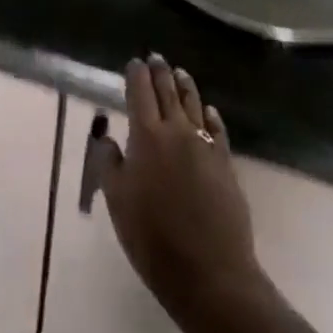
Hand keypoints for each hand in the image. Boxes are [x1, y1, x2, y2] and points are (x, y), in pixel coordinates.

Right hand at [98, 55, 260, 321]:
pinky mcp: (225, 163)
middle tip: (156, 58)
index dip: (136, 74)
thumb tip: (107, 136)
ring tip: (180, 73)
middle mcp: (177, 130)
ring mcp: (205, 145)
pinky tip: (209, 111)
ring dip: (185, 85)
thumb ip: (109, 163)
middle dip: (160, 72)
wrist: (210, 274)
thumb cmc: (153, 239)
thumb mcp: (117, 202)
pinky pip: (217, 129)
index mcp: (146, 135)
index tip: (134, 62)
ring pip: (194, 104)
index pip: (140, 91)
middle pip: (168, 90)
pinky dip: (210, 115)